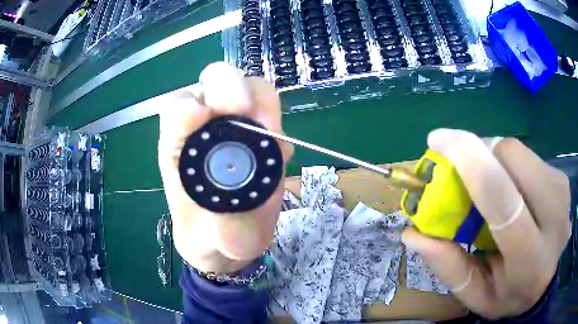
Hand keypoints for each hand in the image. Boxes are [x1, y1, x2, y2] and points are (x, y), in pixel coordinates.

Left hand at [158, 62, 292, 273]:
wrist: (234, 236)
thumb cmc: (212, 236)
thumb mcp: (213, 241)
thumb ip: (221, 230)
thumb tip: (231, 216)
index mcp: (178, 146)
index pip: (177, 110)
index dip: (188, 108)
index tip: (202, 120)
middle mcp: (204, 126)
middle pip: (213, 81)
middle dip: (230, 89)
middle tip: (248, 115)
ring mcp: (235, 124)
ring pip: (247, 86)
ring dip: (261, 102)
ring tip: (272, 136)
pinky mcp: (260, 131)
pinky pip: (269, 107)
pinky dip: (277, 118)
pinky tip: (280, 151)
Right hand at [401, 129, 570, 318]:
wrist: (545, 284)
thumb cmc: (510, 296)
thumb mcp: (476, 295)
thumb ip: (449, 267)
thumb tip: (413, 233)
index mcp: (529, 259)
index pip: (502, 200)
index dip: (470, 162)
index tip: (438, 140)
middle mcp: (554, 218)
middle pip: (513, 158)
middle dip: (481, 152)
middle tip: (463, 168)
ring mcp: (562, 193)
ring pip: (520, 151)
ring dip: (494, 157)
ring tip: (488, 182)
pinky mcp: (562, 178)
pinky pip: (529, 155)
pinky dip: (510, 163)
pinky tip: (510, 186)